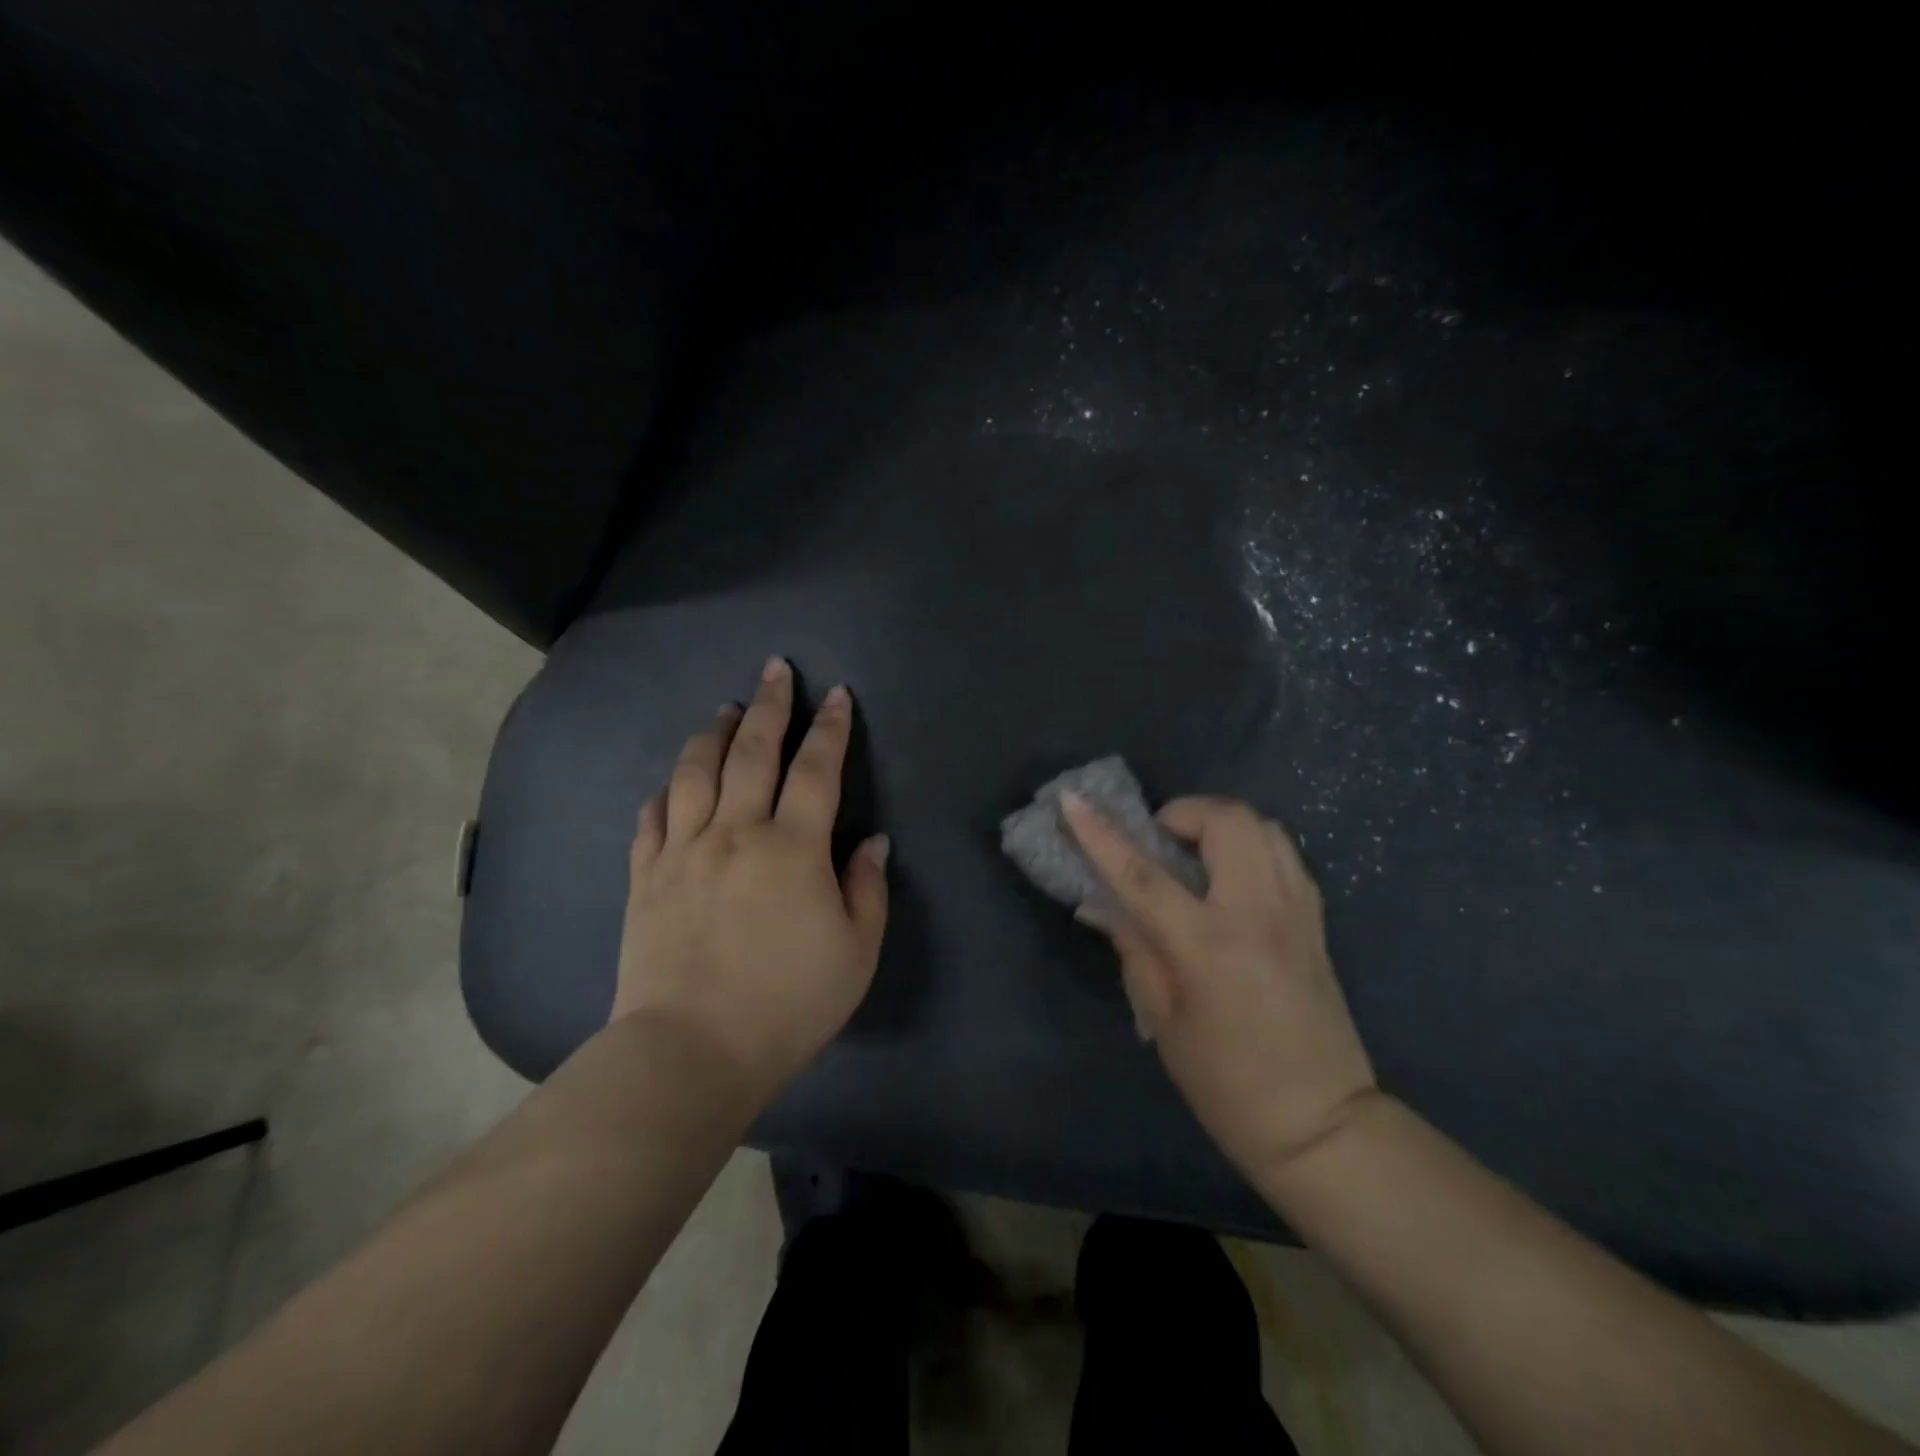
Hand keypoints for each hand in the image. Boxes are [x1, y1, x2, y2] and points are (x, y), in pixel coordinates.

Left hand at [614, 657, 889, 1106]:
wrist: (691, 1051)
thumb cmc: (787, 1004)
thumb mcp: (855, 952)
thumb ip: (866, 889)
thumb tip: (872, 842)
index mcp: (792, 848)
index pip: (816, 770)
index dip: (830, 728)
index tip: (836, 695)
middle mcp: (735, 833)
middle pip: (752, 753)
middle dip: (769, 706)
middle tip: (775, 669)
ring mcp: (683, 852)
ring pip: (695, 774)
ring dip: (712, 734)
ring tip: (723, 709)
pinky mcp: (646, 878)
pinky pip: (652, 819)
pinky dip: (665, 791)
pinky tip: (672, 781)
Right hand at [1062, 792, 1377, 1180]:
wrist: (1321, 1123)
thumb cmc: (1226, 1083)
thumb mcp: (1163, 1020)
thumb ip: (1133, 948)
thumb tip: (1100, 905)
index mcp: (1208, 945)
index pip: (1142, 873)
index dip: (1100, 833)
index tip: (1072, 800)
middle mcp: (1257, 913)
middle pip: (1225, 821)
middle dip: (1182, 813)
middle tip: (1158, 840)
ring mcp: (1295, 912)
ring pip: (1262, 826)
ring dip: (1219, 825)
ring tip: (1194, 854)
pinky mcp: (1316, 920)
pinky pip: (1284, 853)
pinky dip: (1250, 846)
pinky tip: (1231, 877)